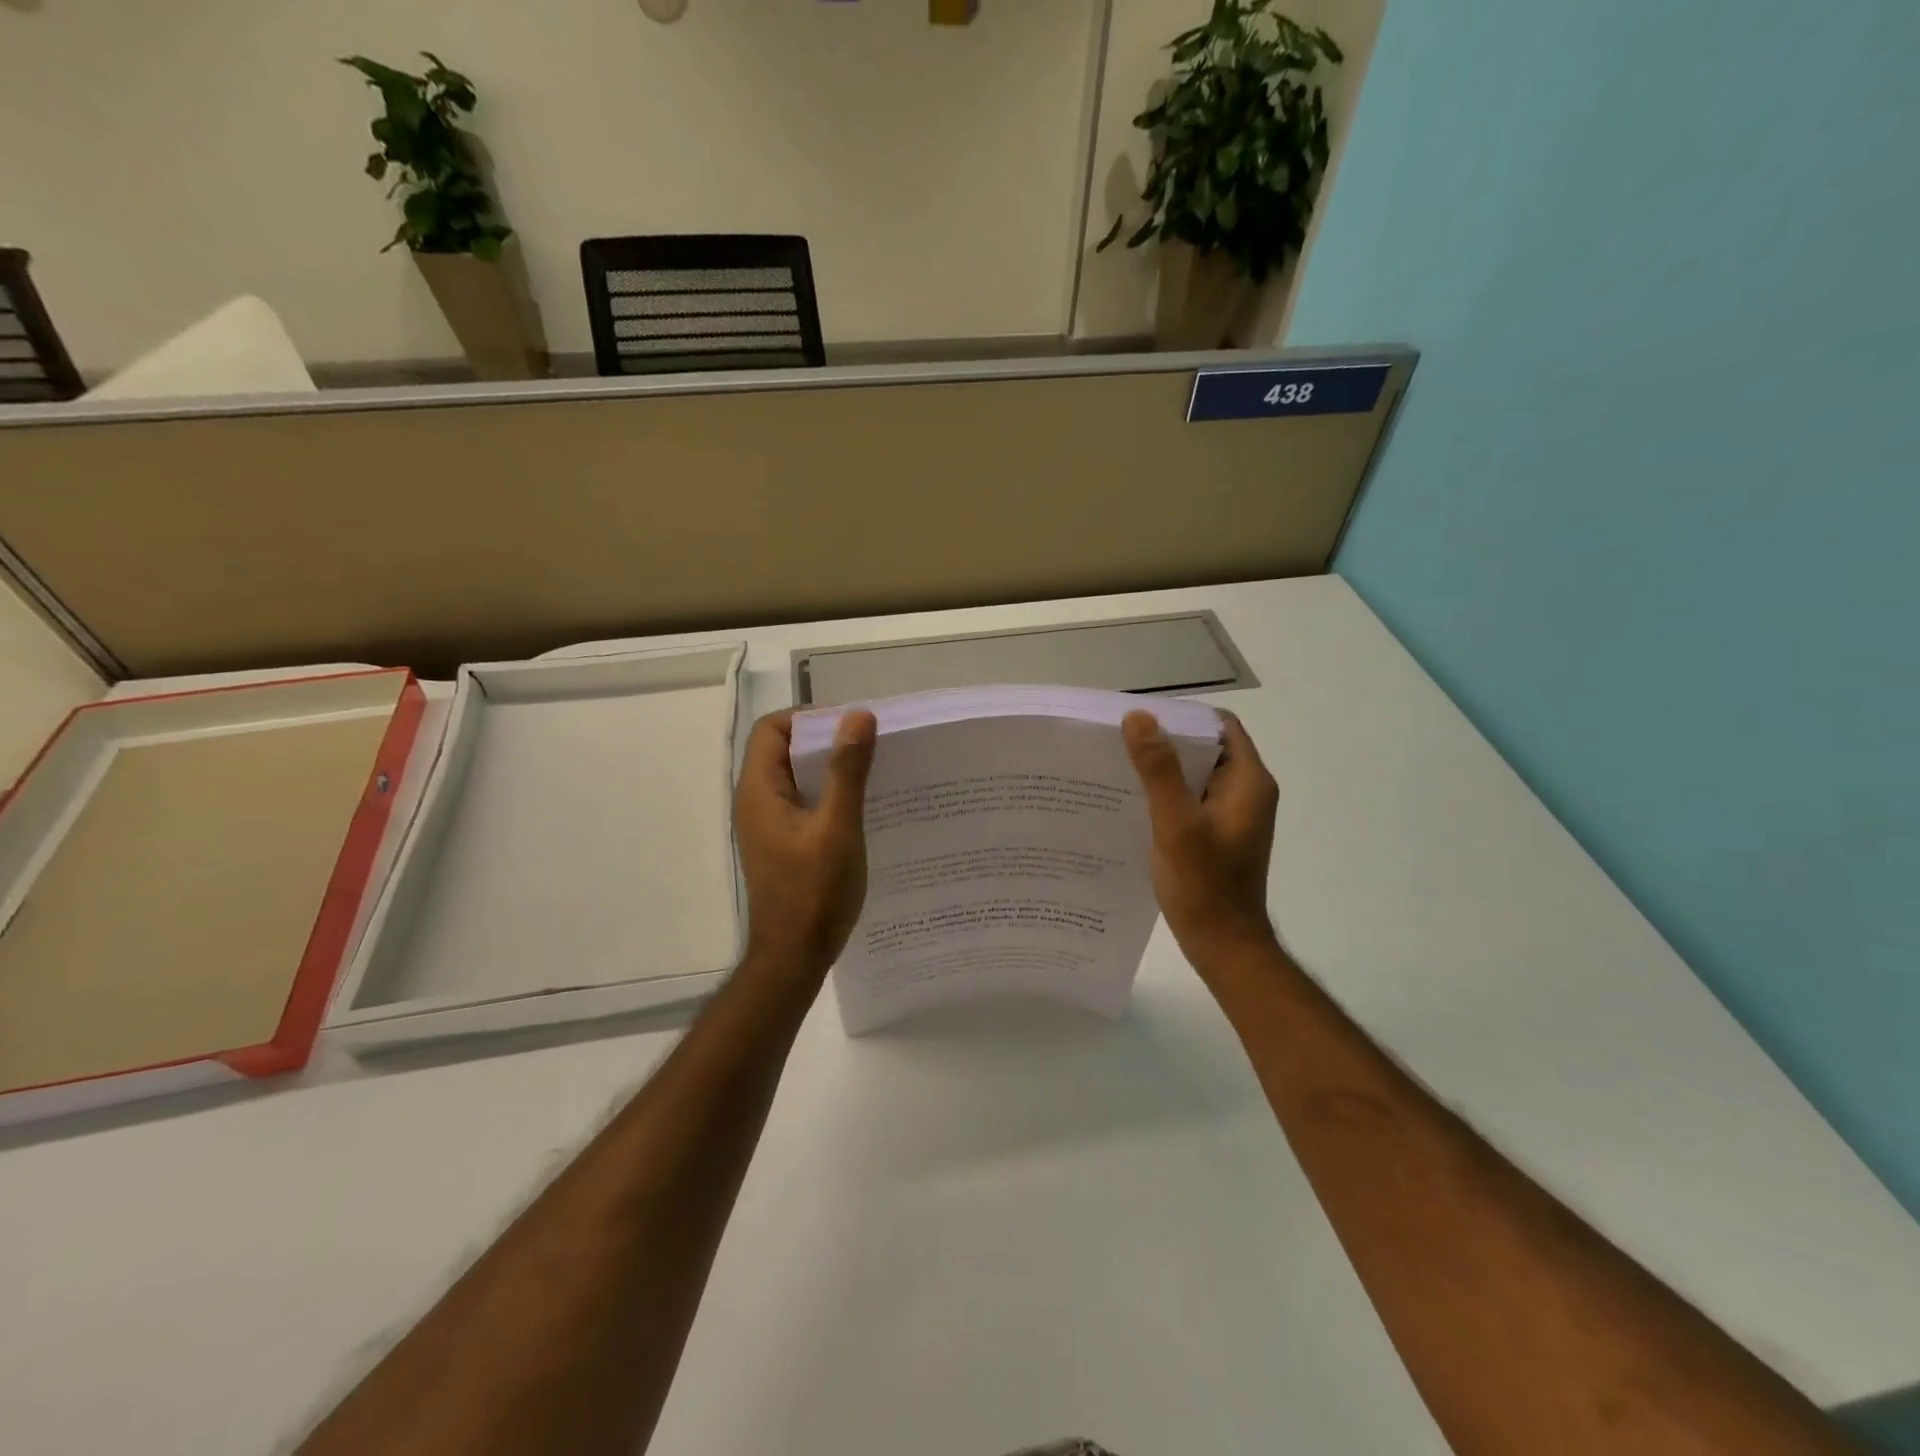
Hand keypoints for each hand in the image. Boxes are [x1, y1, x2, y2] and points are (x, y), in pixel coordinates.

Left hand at [733, 708, 877, 983]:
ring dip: (830, 768)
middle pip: (783, 749)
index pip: (772, 728)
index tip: (851, 727)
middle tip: (869, 747)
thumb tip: (858, 716)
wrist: (794, 956)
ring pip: (795, 776)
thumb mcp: (837, 826)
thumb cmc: (814, 892)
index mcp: (760, 790)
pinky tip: (862, 807)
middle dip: (825, 740)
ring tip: (872, 773)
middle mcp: (756, 801)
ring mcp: (768, 824)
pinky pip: (803, 801)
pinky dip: (828, 794)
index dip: (809, 718)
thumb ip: (847, 770)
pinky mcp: (782, 842)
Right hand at [1123, 710, 1281, 977]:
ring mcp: (1232, 815)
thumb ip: (1159, 770)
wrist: (1224, 946)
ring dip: (1163, 769)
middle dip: (1166, 741)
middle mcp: (1246, 792)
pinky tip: (1132, 803)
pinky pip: (1191, 800)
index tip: (1142, 719)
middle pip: (1206, 748)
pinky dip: (1166, 794)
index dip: (1183, 717)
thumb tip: (1138, 717)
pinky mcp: (1217, 834)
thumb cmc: (1205, 886)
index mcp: (1248, 782)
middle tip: (1120, 741)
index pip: (1220, 726)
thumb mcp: (1176, 824)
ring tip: (1119, 767)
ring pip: (1196, 775)